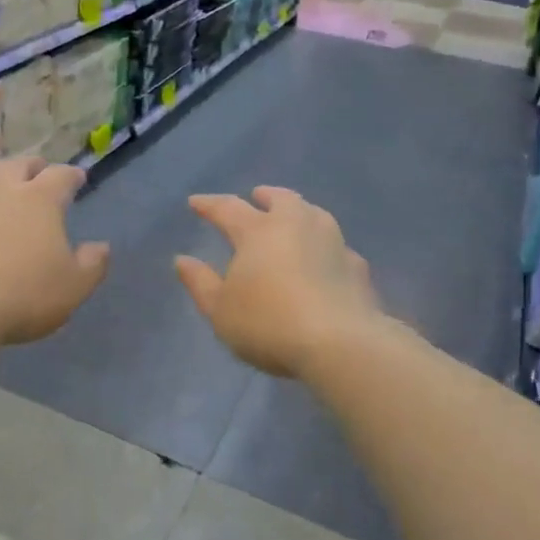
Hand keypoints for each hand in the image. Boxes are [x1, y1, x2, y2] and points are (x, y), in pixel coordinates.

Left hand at [0, 157, 109, 345]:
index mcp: (41, 199)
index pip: (62, 176)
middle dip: (33, 167)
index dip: (72, 176)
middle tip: (38, 175)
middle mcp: (1, 185)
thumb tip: (102, 246)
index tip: (77, 179)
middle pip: (20, 163)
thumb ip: (93, 264)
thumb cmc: (21, 297)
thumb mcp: (73, 288)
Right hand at [175, 187, 382, 378]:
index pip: (228, 208)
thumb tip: (182, 260)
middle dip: (265, 196)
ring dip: (299, 212)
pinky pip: (336, 246)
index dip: (209, 205)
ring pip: (314, 214)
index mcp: (257, 231)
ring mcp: (332, 242)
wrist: (340, 343)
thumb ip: (200, 283)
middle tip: (257, 196)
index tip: (195, 202)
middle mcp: (296, 225)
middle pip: (280, 199)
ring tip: (293, 219)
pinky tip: (325, 258)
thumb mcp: (220, 310)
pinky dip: (325, 246)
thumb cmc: (268, 324)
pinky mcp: (357, 265)